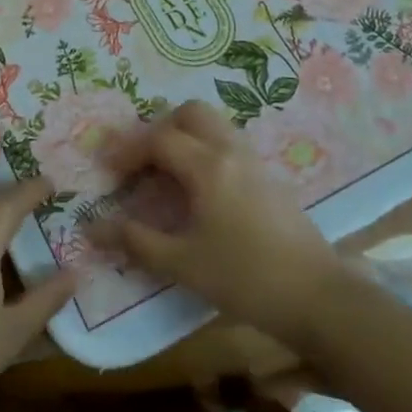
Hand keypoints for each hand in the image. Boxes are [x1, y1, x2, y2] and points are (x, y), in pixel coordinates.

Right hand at [90, 101, 348, 346]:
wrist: (318, 297)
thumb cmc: (245, 278)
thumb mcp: (183, 264)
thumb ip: (136, 241)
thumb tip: (93, 227)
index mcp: (208, 166)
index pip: (159, 139)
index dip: (128, 151)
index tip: (109, 173)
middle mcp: (231, 152)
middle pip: (191, 113)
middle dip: (159, 128)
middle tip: (142, 162)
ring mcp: (254, 162)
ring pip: (214, 126)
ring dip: (185, 137)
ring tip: (166, 173)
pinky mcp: (269, 178)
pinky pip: (229, 144)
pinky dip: (205, 150)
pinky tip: (198, 190)